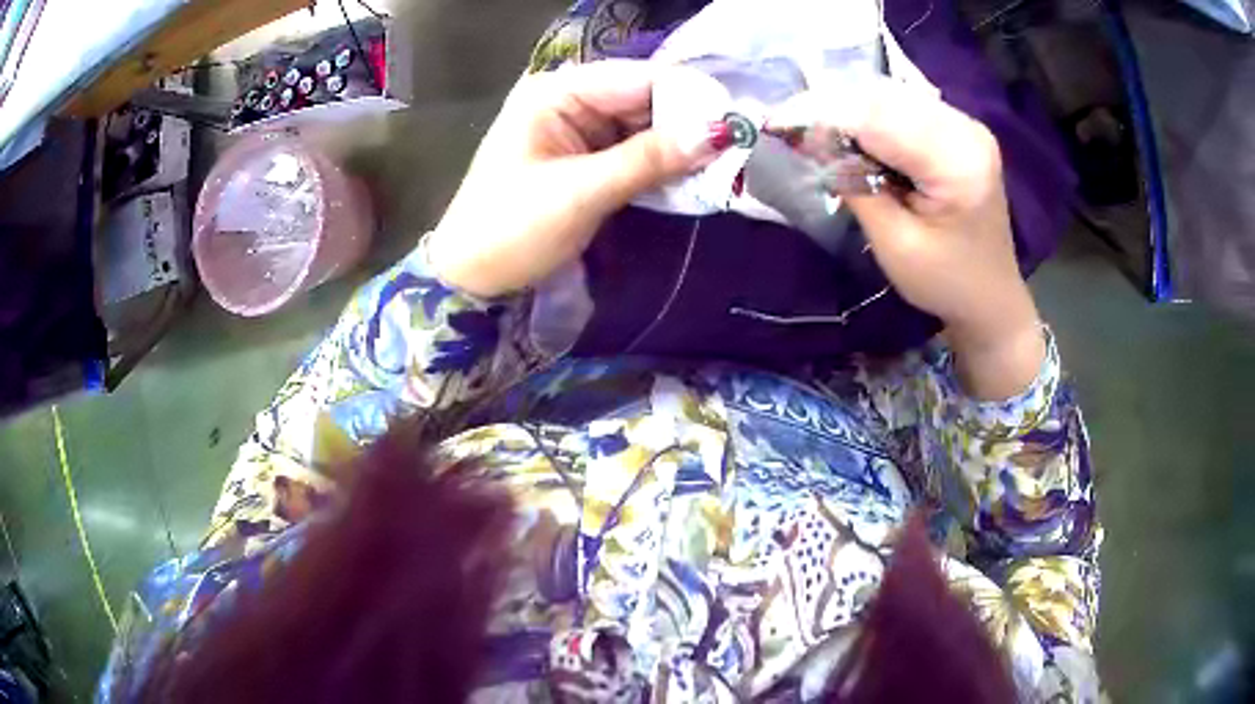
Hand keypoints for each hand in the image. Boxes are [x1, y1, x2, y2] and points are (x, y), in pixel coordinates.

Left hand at [428, 61, 725, 298]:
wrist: (472, 278)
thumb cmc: (510, 230)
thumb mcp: (580, 192)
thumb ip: (649, 159)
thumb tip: (718, 132)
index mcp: (557, 92)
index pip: (640, 79)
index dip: (692, 98)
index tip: (739, 124)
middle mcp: (571, 100)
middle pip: (648, 101)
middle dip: (691, 125)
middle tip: (740, 152)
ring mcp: (581, 130)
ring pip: (648, 128)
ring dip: (683, 149)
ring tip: (727, 168)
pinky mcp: (589, 159)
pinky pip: (638, 153)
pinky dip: (664, 167)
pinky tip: (695, 179)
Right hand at [774, 80, 1044, 398]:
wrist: (991, 297)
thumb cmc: (945, 283)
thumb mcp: (894, 244)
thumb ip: (854, 186)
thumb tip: (810, 140)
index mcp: (959, 162)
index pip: (880, 118)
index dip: (823, 114)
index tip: (775, 122)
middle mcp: (966, 129)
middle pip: (885, 96)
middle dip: (830, 105)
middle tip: (787, 124)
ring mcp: (965, 124)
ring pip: (890, 94)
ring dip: (847, 107)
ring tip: (813, 129)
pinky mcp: (958, 128)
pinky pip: (903, 105)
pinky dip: (869, 113)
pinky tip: (850, 133)